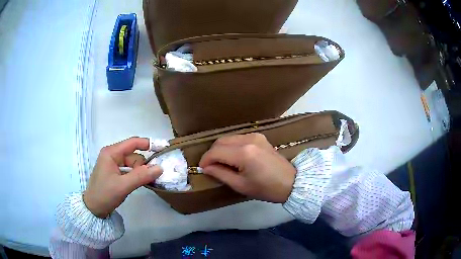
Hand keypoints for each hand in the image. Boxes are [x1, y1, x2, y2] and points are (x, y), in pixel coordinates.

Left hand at [83, 137, 162, 217]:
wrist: (93, 209)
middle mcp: (112, 155)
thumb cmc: (105, 194)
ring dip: (140, 172)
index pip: (133, 143)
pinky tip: (140, 183)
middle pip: (134, 155)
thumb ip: (141, 176)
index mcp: (111, 153)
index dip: (148, 144)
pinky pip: (129, 170)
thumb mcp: (123, 186)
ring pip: (133, 163)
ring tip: (145, 183)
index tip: (163, 148)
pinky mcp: (114, 172)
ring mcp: (113, 164)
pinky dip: (136, 175)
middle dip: (143, 165)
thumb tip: (160, 168)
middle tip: (152, 178)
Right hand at [199, 133, 295, 202]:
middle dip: (212, 153)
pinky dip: (231, 146)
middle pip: (221, 141)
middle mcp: (248, 139)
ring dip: (221, 149)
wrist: (290, 182)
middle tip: (210, 166)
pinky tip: (233, 157)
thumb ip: (220, 174)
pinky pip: (239, 138)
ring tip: (221, 163)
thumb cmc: (266, 188)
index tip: (202, 168)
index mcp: (244, 153)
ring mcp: (255, 135)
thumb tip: (206, 168)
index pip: (216, 151)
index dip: (205, 159)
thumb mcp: (240, 185)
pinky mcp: (260, 136)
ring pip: (229, 138)